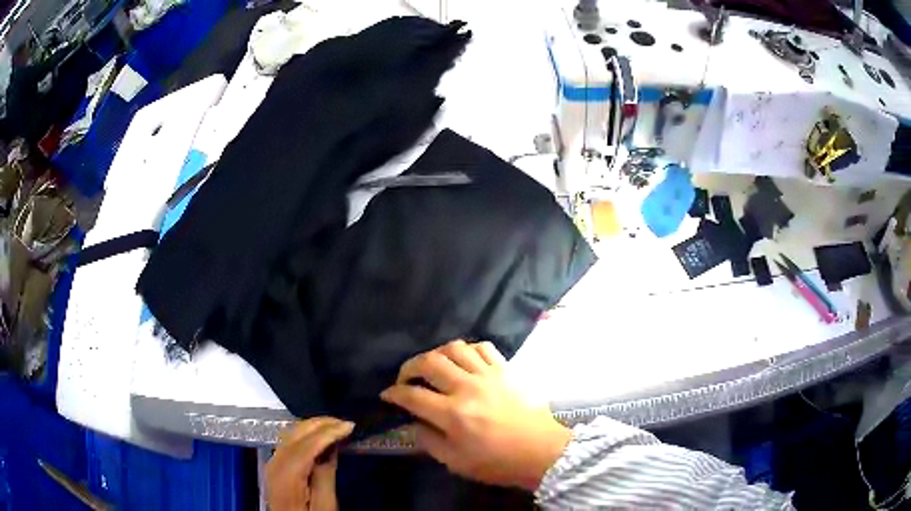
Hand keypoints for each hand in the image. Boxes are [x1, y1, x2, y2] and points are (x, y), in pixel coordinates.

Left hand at [266, 417, 353, 510]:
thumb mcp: (325, 505)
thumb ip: (325, 475)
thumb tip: (331, 448)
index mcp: (287, 474)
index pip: (307, 443)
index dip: (329, 431)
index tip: (350, 425)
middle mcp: (275, 463)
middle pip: (294, 433)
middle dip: (319, 423)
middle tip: (344, 422)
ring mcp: (272, 464)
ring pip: (289, 434)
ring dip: (312, 427)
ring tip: (335, 427)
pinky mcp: (275, 467)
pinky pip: (288, 442)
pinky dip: (304, 435)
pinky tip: (318, 438)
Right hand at [380, 340, 571, 490]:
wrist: (541, 452)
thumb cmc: (497, 462)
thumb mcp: (456, 462)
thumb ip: (430, 441)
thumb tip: (415, 422)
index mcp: (453, 414)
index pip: (412, 395)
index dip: (394, 393)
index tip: (387, 395)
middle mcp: (468, 388)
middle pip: (429, 362)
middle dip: (409, 367)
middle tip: (405, 378)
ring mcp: (488, 375)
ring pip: (454, 348)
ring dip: (436, 354)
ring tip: (433, 367)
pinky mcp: (506, 369)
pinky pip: (482, 347)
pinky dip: (467, 350)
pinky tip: (463, 362)